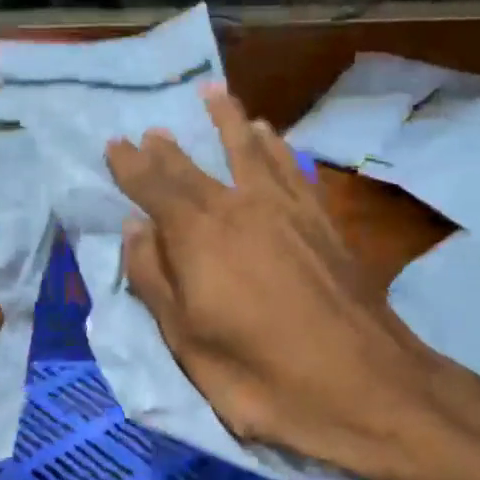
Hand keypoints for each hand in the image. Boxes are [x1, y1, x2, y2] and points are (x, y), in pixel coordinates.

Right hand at [106, 86, 455, 479]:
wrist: (365, 385)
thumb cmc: (262, 376)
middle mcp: (241, 207)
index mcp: (200, 236)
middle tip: (152, 129)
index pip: (155, 188)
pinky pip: (292, 167)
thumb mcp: (189, 342)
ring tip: (214, 95)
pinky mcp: (321, 220)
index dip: (131, 166)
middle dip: (168, 148)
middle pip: (196, 167)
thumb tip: (134, 227)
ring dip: (228, 120)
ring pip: (250, 150)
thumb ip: (155, 280)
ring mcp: (287, 209)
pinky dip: (276, 145)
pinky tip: (270, 135)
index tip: (114, 144)